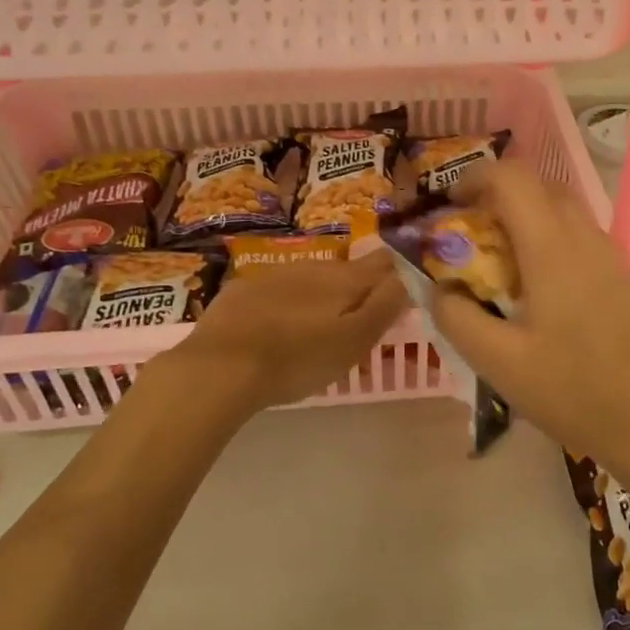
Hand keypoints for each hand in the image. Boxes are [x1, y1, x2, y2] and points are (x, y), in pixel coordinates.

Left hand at [180, 248, 408, 411]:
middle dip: (359, 289)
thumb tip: (410, 275)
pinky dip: (288, 303)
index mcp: (346, 280)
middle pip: (348, 271)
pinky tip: (279, 328)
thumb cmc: (298, 359)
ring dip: (322, 296)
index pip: (385, 261)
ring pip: (312, 279)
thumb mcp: (354, 341)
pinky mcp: (244, 290)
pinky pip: (278, 290)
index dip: (400, 269)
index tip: (406, 285)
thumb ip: (386, 306)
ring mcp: (276, 274)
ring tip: (319, 329)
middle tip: (361, 321)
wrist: (219, 368)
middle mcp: (314, 266)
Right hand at [428, 163, 629, 468]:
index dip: (473, 178)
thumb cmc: (572, 391)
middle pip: (538, 186)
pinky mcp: (622, 275)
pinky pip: (578, 235)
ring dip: (524, 216)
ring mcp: (610, 254)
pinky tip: (536, 288)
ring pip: (561, 208)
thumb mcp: (498, 362)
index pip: (512, 178)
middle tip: (468, 235)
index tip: (448, 207)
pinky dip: (548, 237)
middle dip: (496, 196)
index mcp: (552, 247)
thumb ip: (457, 317)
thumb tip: (440, 289)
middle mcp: (585, 237)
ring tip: (498, 263)